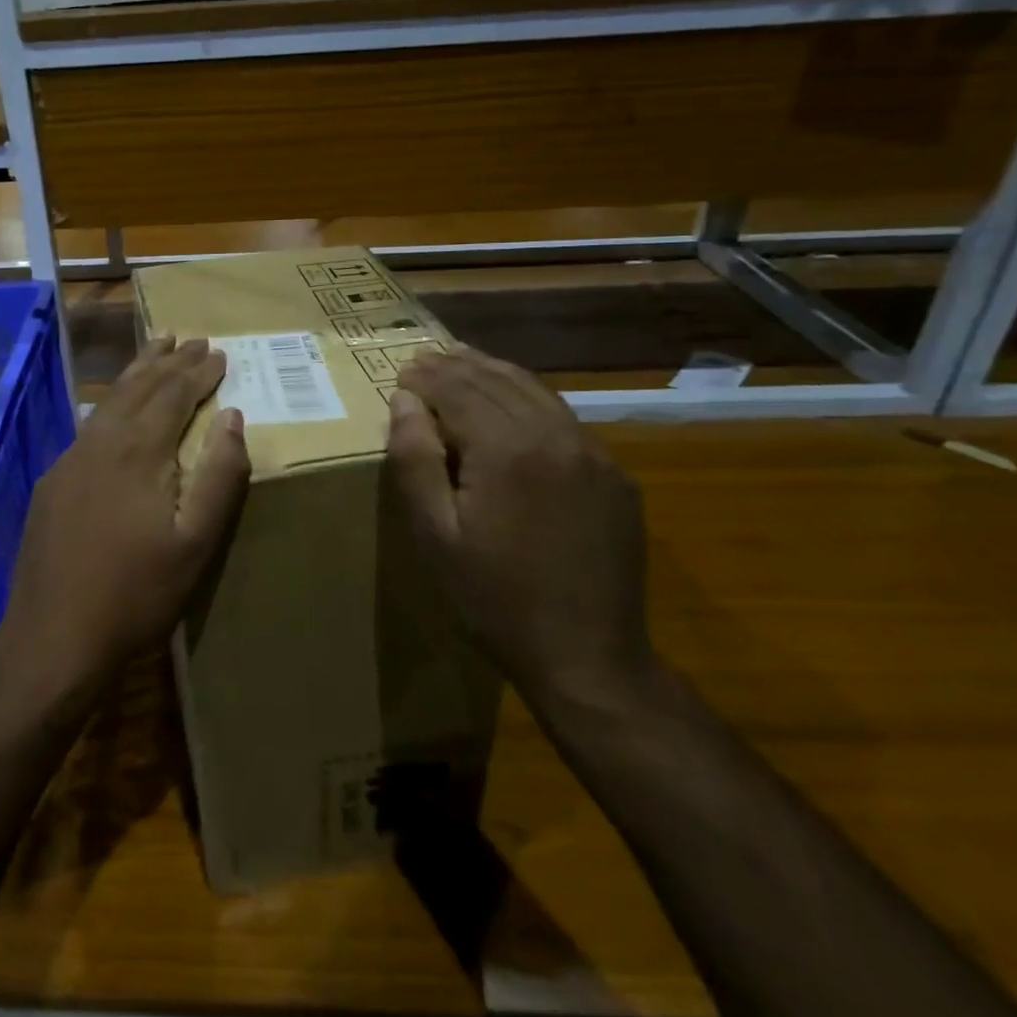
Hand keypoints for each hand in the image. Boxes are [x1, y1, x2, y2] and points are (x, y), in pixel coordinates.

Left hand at [0, 338, 249, 707]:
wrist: (53, 639)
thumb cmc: (136, 594)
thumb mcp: (195, 542)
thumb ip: (218, 475)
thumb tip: (232, 416)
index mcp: (138, 451)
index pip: (174, 394)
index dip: (198, 371)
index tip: (220, 352)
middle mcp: (100, 442)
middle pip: (139, 388)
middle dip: (168, 361)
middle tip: (191, 338)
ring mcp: (70, 460)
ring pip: (111, 402)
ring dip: (138, 374)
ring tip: (156, 351)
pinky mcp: (53, 482)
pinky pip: (90, 425)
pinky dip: (114, 404)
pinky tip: (117, 409)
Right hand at [386, 346, 652, 714]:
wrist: (588, 659)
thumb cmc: (494, 599)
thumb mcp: (435, 536)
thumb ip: (415, 460)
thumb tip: (403, 400)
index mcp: (507, 449)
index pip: (459, 389)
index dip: (427, 376)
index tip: (402, 371)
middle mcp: (556, 436)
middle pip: (498, 381)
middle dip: (457, 366)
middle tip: (425, 358)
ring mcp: (594, 454)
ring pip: (535, 392)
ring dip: (494, 374)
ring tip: (462, 364)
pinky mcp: (614, 476)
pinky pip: (564, 419)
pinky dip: (528, 399)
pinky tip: (512, 405)